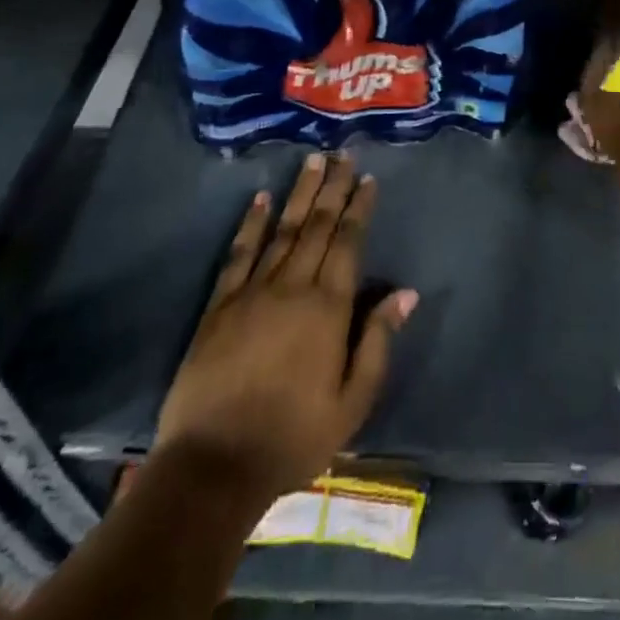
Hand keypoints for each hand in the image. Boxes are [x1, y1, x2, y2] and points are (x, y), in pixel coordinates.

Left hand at [154, 153, 415, 500]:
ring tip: (312, 160)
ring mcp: (253, 291)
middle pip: (318, 226)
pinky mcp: (220, 305)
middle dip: (332, 187)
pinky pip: (239, 254)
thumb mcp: (352, 403)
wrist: (214, 467)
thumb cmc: (293, 438)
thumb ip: (378, 342)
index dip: (358, 208)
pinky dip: (251, 224)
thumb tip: (406, 293)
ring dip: (300, 193)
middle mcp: (294, 286)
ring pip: (283, 229)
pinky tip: (260, 199)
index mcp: (328, 307)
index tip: (366, 179)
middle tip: (342, 153)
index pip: (348, 242)